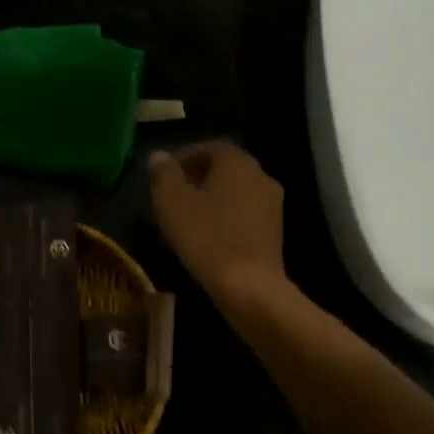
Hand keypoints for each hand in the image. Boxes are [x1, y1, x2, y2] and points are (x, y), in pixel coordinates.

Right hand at [148, 141, 286, 305]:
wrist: (249, 286)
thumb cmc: (206, 237)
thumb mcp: (172, 203)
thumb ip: (163, 174)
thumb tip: (159, 156)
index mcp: (237, 162)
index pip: (209, 147)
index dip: (184, 157)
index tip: (164, 175)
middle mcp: (260, 175)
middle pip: (225, 168)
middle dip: (197, 177)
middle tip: (172, 195)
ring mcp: (272, 204)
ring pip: (235, 191)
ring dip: (212, 197)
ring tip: (186, 217)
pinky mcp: (274, 230)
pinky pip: (245, 212)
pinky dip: (225, 216)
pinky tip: (208, 235)